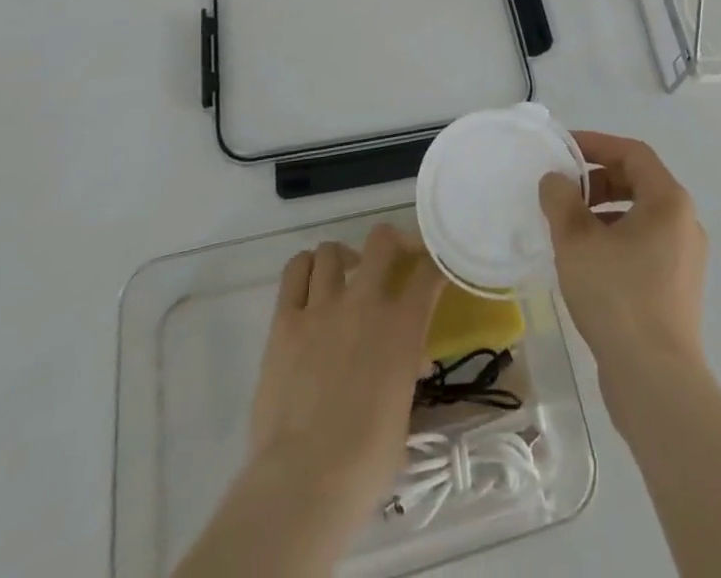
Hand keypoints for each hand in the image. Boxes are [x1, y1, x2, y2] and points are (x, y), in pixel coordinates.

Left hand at [247, 224, 445, 526]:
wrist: (305, 480)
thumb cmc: (365, 463)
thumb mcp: (403, 415)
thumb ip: (406, 375)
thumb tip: (410, 363)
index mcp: (402, 327)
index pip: (428, 273)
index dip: (435, 263)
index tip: (434, 266)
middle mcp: (365, 302)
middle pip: (382, 240)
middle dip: (392, 243)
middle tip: (392, 260)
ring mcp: (321, 307)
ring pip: (331, 250)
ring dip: (343, 258)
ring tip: (344, 277)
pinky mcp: (285, 320)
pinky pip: (294, 271)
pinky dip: (306, 268)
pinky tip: (311, 284)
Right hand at [538, 130, 707, 378]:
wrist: (655, 380)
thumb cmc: (617, 296)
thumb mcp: (576, 240)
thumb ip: (561, 199)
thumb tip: (555, 180)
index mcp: (669, 201)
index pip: (632, 153)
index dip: (596, 144)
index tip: (563, 150)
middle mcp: (684, 223)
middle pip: (638, 182)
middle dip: (597, 180)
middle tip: (563, 190)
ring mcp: (685, 259)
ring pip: (639, 216)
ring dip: (602, 211)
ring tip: (567, 227)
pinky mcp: (677, 289)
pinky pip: (643, 245)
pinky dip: (614, 239)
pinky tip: (585, 262)